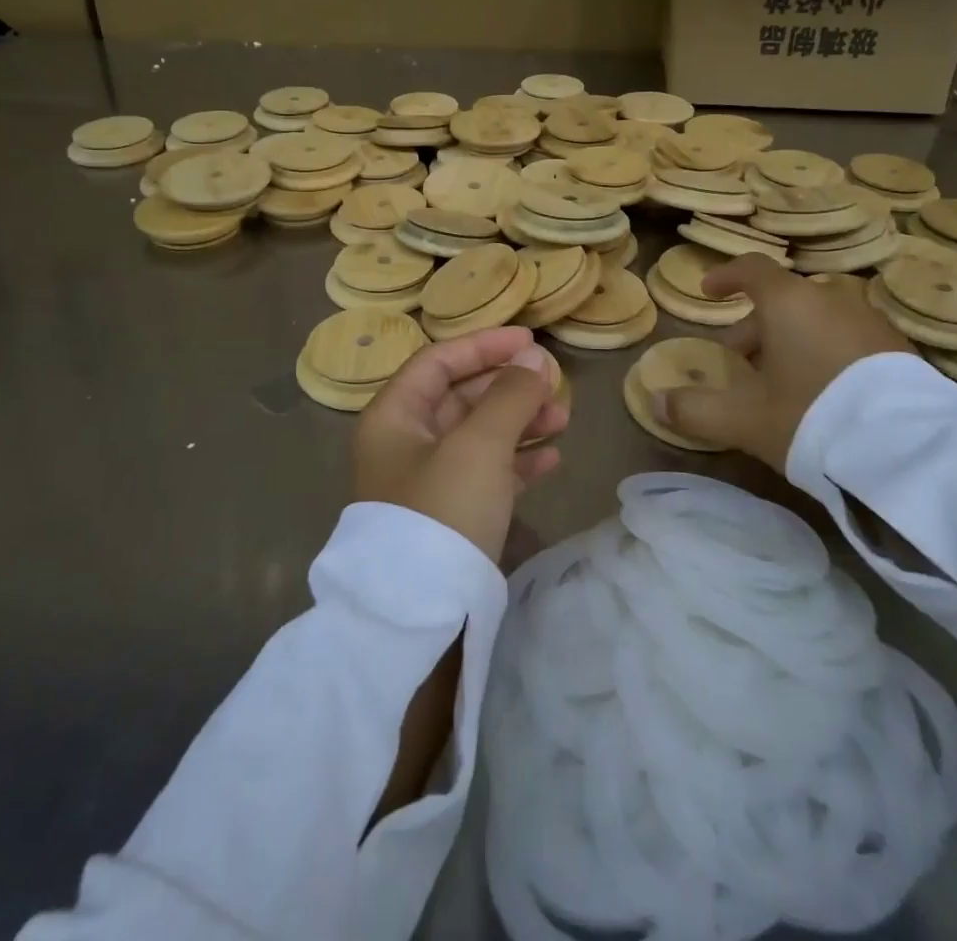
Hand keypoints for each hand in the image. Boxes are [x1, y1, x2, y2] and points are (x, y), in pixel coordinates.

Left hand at [353, 326, 568, 563]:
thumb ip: (509, 395)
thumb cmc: (443, 510)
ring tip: (562, 419)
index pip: (438, 362)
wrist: (421, 617)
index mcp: (394, 416)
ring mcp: (426, 482)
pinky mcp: (449, 515)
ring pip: (478, 435)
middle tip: (554, 385)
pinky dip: (517, 461)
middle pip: (461, 397)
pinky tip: (551, 458)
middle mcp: (405, 443)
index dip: (484, 346)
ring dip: (519, 422)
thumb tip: (535, 359)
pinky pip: (486, 472)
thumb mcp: (478, 444)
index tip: (530, 341)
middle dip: (509, 387)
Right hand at [658, 255, 914, 471]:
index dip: (726, 277)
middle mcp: (831, 299)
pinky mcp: (899, 349)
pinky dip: (825, 351)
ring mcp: (870, 321)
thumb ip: (696, 409)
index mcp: (789, 302)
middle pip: (783, 300)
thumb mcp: (745, 420)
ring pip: (817, 319)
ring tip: (781, 382)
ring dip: (791, 340)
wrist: (910, 450)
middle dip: (754, 327)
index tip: (709, 292)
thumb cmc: (813, 417)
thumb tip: (656, 401)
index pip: (752, 269)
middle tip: (739, 362)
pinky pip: (847, 337)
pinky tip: (825, 394)